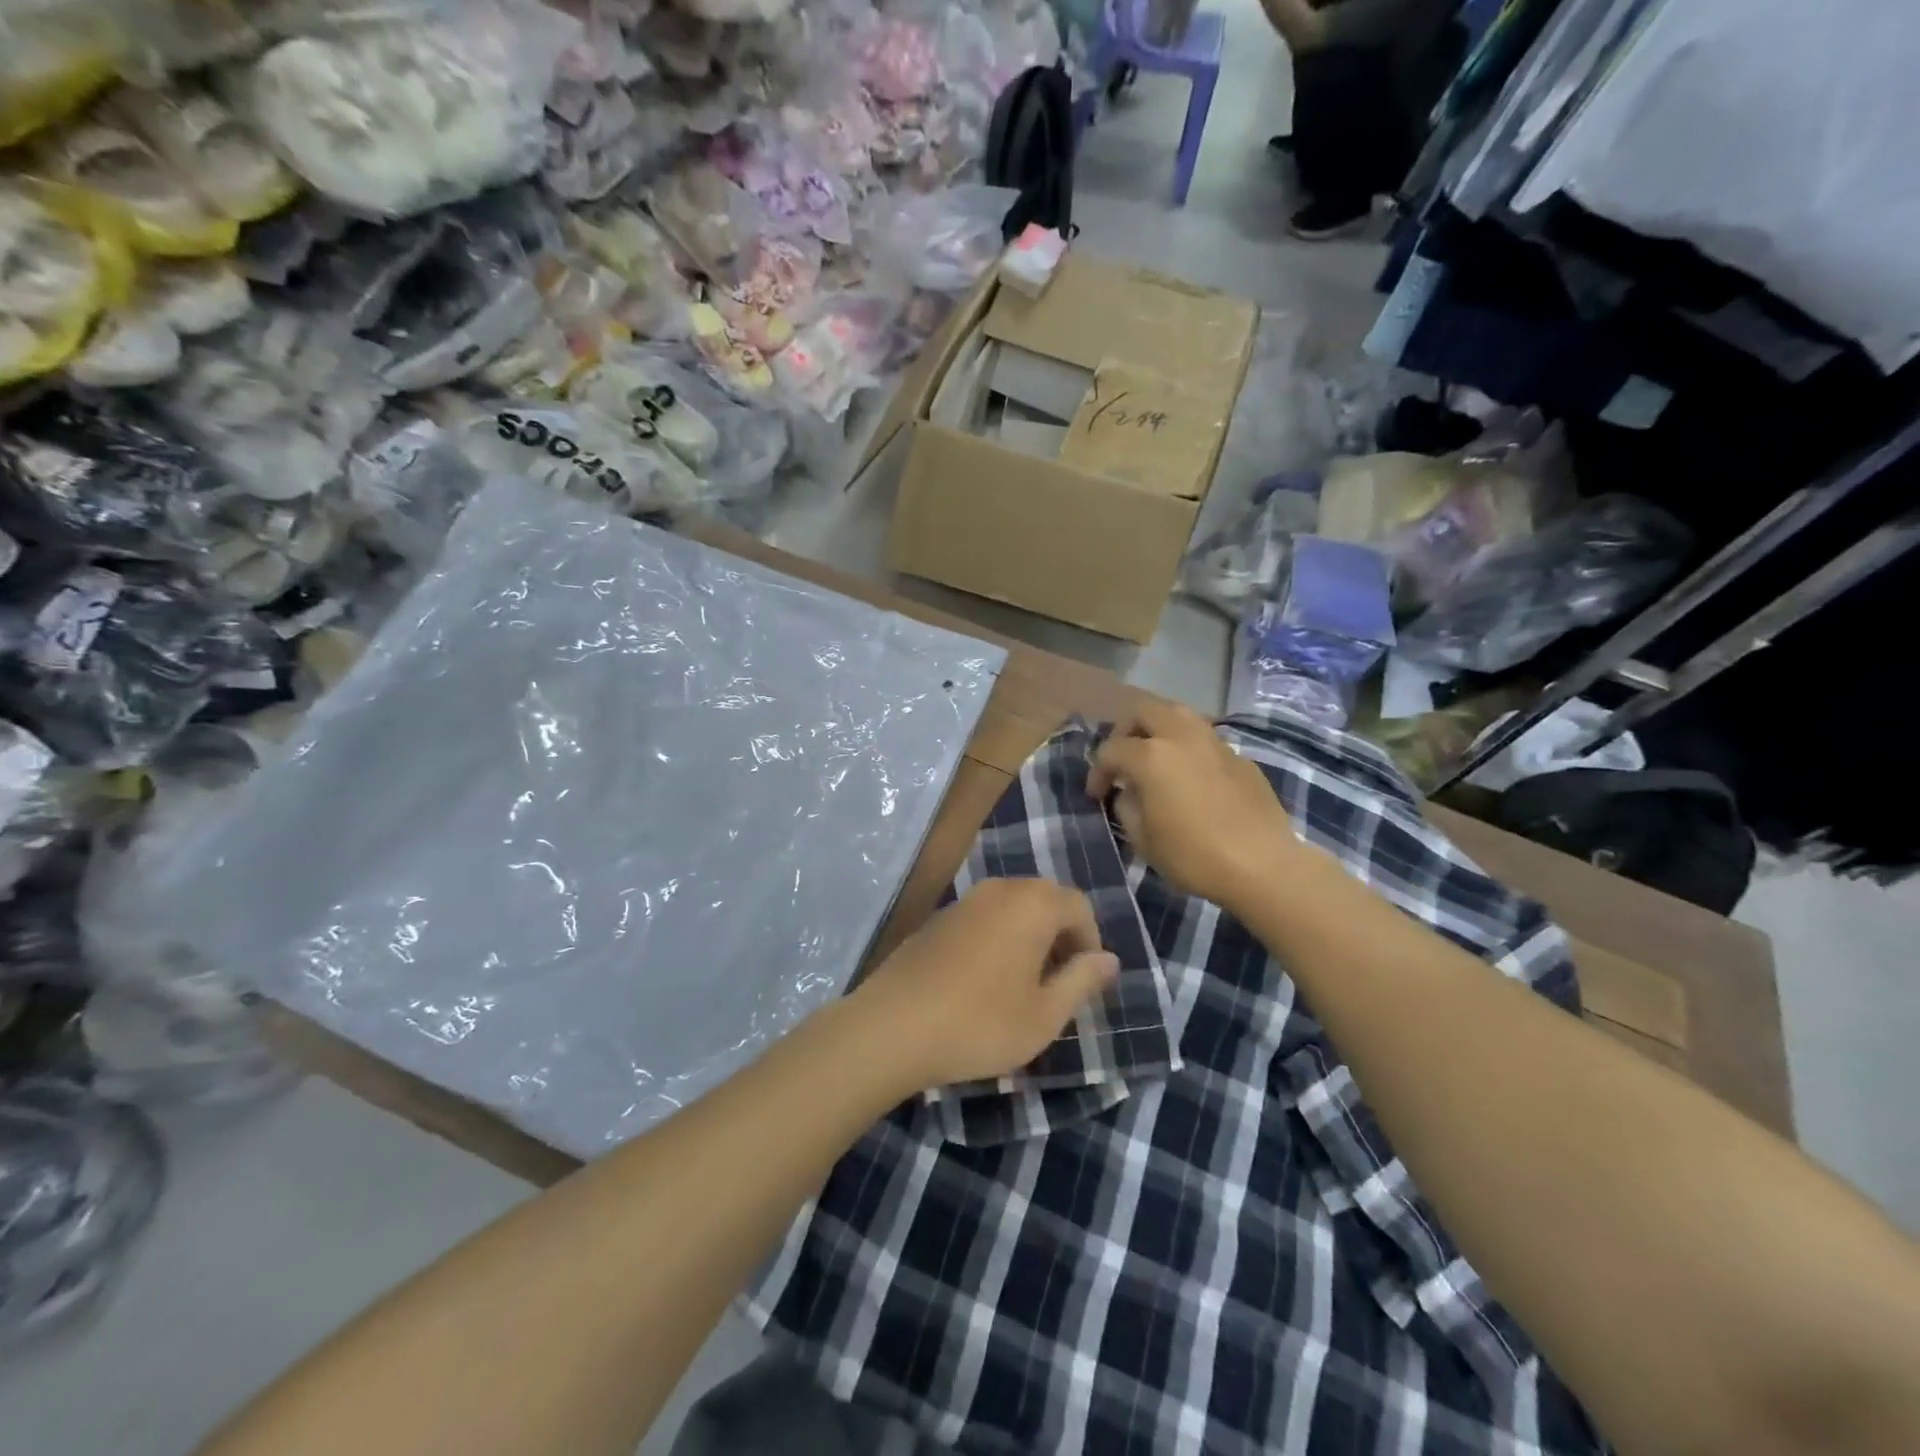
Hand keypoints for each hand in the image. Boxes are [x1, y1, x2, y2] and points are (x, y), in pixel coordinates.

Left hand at [852, 878, 1119, 1091]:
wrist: (894, 1025)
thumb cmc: (981, 1023)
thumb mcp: (1045, 1014)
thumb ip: (1082, 980)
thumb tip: (1109, 959)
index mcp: (1032, 904)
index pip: (1079, 906)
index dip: (1090, 941)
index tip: (1085, 981)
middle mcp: (1000, 890)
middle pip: (1046, 900)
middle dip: (1061, 936)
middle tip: (1059, 983)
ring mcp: (965, 901)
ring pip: (1013, 908)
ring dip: (1029, 937)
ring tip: (1025, 985)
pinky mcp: (938, 918)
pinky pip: (984, 917)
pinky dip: (999, 938)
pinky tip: (986, 981)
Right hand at [1087, 700, 1299, 914]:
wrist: (1263, 865)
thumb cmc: (1193, 856)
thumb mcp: (1143, 839)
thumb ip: (1128, 807)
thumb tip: (1129, 793)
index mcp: (1151, 756)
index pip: (1111, 750)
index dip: (1098, 772)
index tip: (1097, 795)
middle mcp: (1181, 737)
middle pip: (1144, 711)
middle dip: (1126, 730)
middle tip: (1123, 759)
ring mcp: (1215, 743)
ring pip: (1179, 715)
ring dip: (1159, 729)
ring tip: (1155, 757)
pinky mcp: (1240, 757)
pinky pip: (1205, 740)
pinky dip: (1189, 749)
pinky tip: (1191, 777)